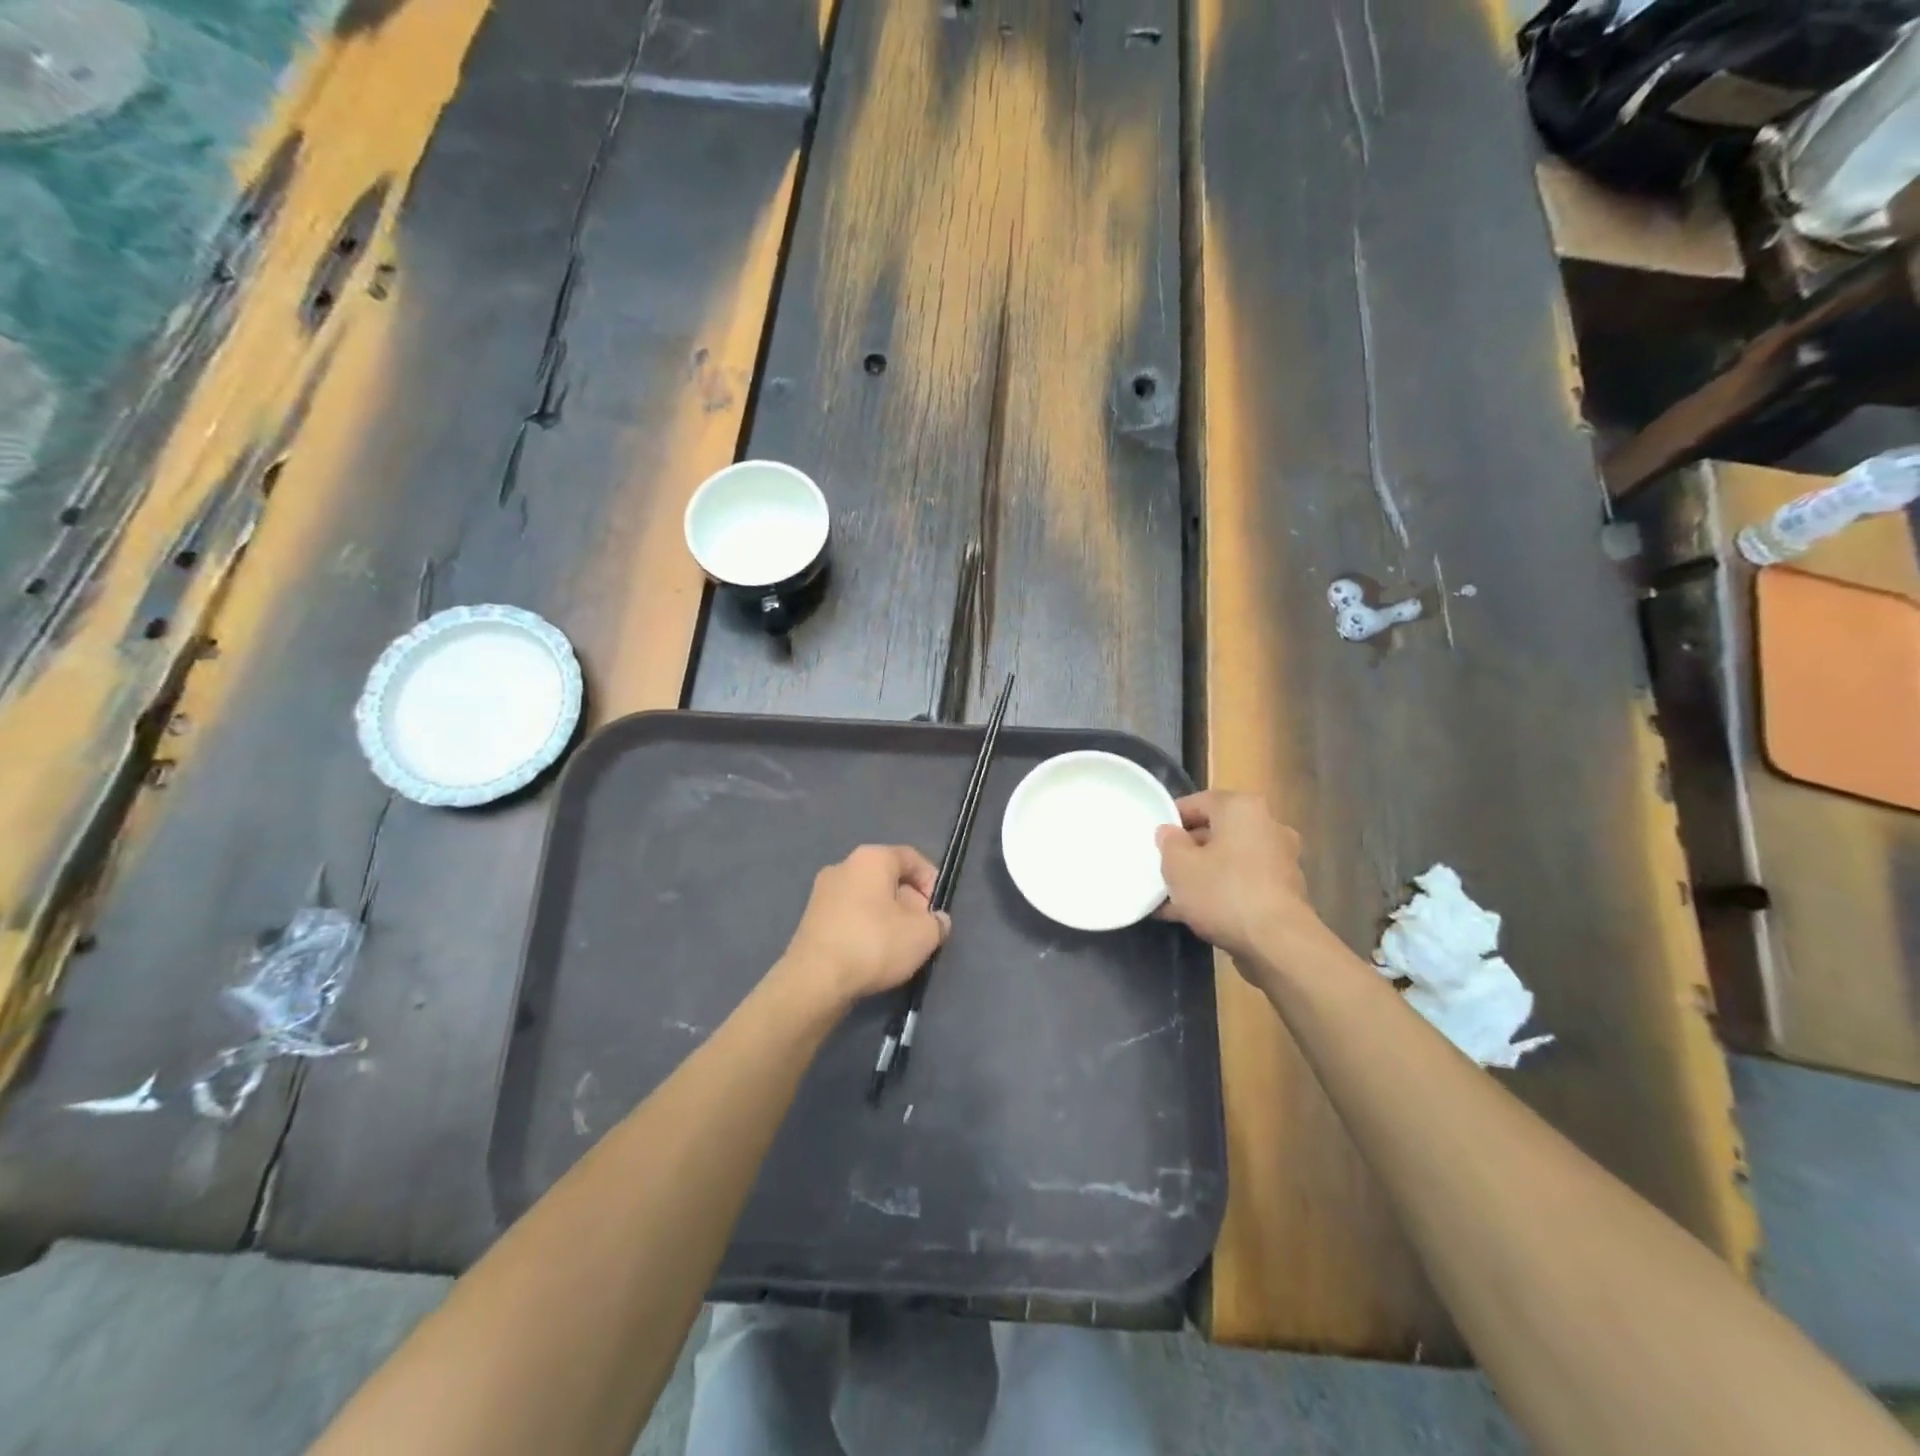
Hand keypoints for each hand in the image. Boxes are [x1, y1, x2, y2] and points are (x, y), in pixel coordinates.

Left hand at [777, 845, 951, 1009]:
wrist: (815, 979)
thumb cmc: (874, 944)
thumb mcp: (923, 935)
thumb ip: (938, 922)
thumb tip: (937, 920)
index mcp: (871, 858)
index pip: (911, 857)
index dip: (931, 880)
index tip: (937, 909)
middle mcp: (844, 865)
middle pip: (888, 877)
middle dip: (909, 901)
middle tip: (921, 930)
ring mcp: (823, 892)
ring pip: (867, 897)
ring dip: (887, 916)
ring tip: (899, 946)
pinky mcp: (811, 918)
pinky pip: (849, 914)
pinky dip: (865, 927)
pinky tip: (873, 954)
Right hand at [1155, 791, 1331, 969]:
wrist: (1278, 944)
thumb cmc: (1223, 892)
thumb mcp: (1178, 866)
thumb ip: (1168, 843)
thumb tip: (1170, 832)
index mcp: (1242, 809)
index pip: (1198, 801)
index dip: (1171, 819)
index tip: (1154, 839)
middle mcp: (1267, 826)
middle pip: (1216, 832)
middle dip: (1188, 851)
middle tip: (1162, 869)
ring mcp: (1280, 860)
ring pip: (1229, 860)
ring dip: (1203, 875)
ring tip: (1172, 899)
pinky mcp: (1285, 891)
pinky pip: (1243, 883)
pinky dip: (1222, 893)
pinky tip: (1196, 915)